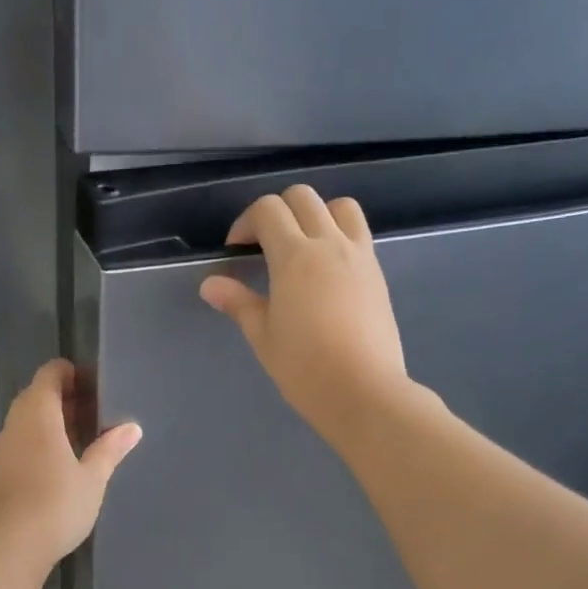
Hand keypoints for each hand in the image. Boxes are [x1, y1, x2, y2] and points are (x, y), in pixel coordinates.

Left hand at [0, 358, 141, 567]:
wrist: (11, 545)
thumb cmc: (57, 503)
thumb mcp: (93, 477)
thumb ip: (110, 448)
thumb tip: (132, 427)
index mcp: (39, 413)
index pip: (50, 374)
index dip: (72, 374)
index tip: (96, 387)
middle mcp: (16, 423)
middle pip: (38, 395)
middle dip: (65, 398)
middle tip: (96, 413)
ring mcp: (3, 447)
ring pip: (28, 419)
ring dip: (52, 421)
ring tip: (83, 437)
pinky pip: (21, 441)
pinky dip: (40, 440)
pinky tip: (61, 462)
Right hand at [199, 186, 410, 447]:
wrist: (363, 391)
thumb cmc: (304, 367)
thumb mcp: (262, 336)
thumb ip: (238, 303)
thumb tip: (210, 284)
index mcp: (295, 256)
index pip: (268, 210)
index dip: (245, 223)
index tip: (236, 251)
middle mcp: (329, 244)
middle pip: (303, 198)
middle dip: (277, 211)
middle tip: (263, 245)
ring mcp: (359, 256)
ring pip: (339, 206)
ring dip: (315, 214)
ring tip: (301, 247)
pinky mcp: (377, 273)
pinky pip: (358, 233)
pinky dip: (338, 235)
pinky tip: (325, 271)